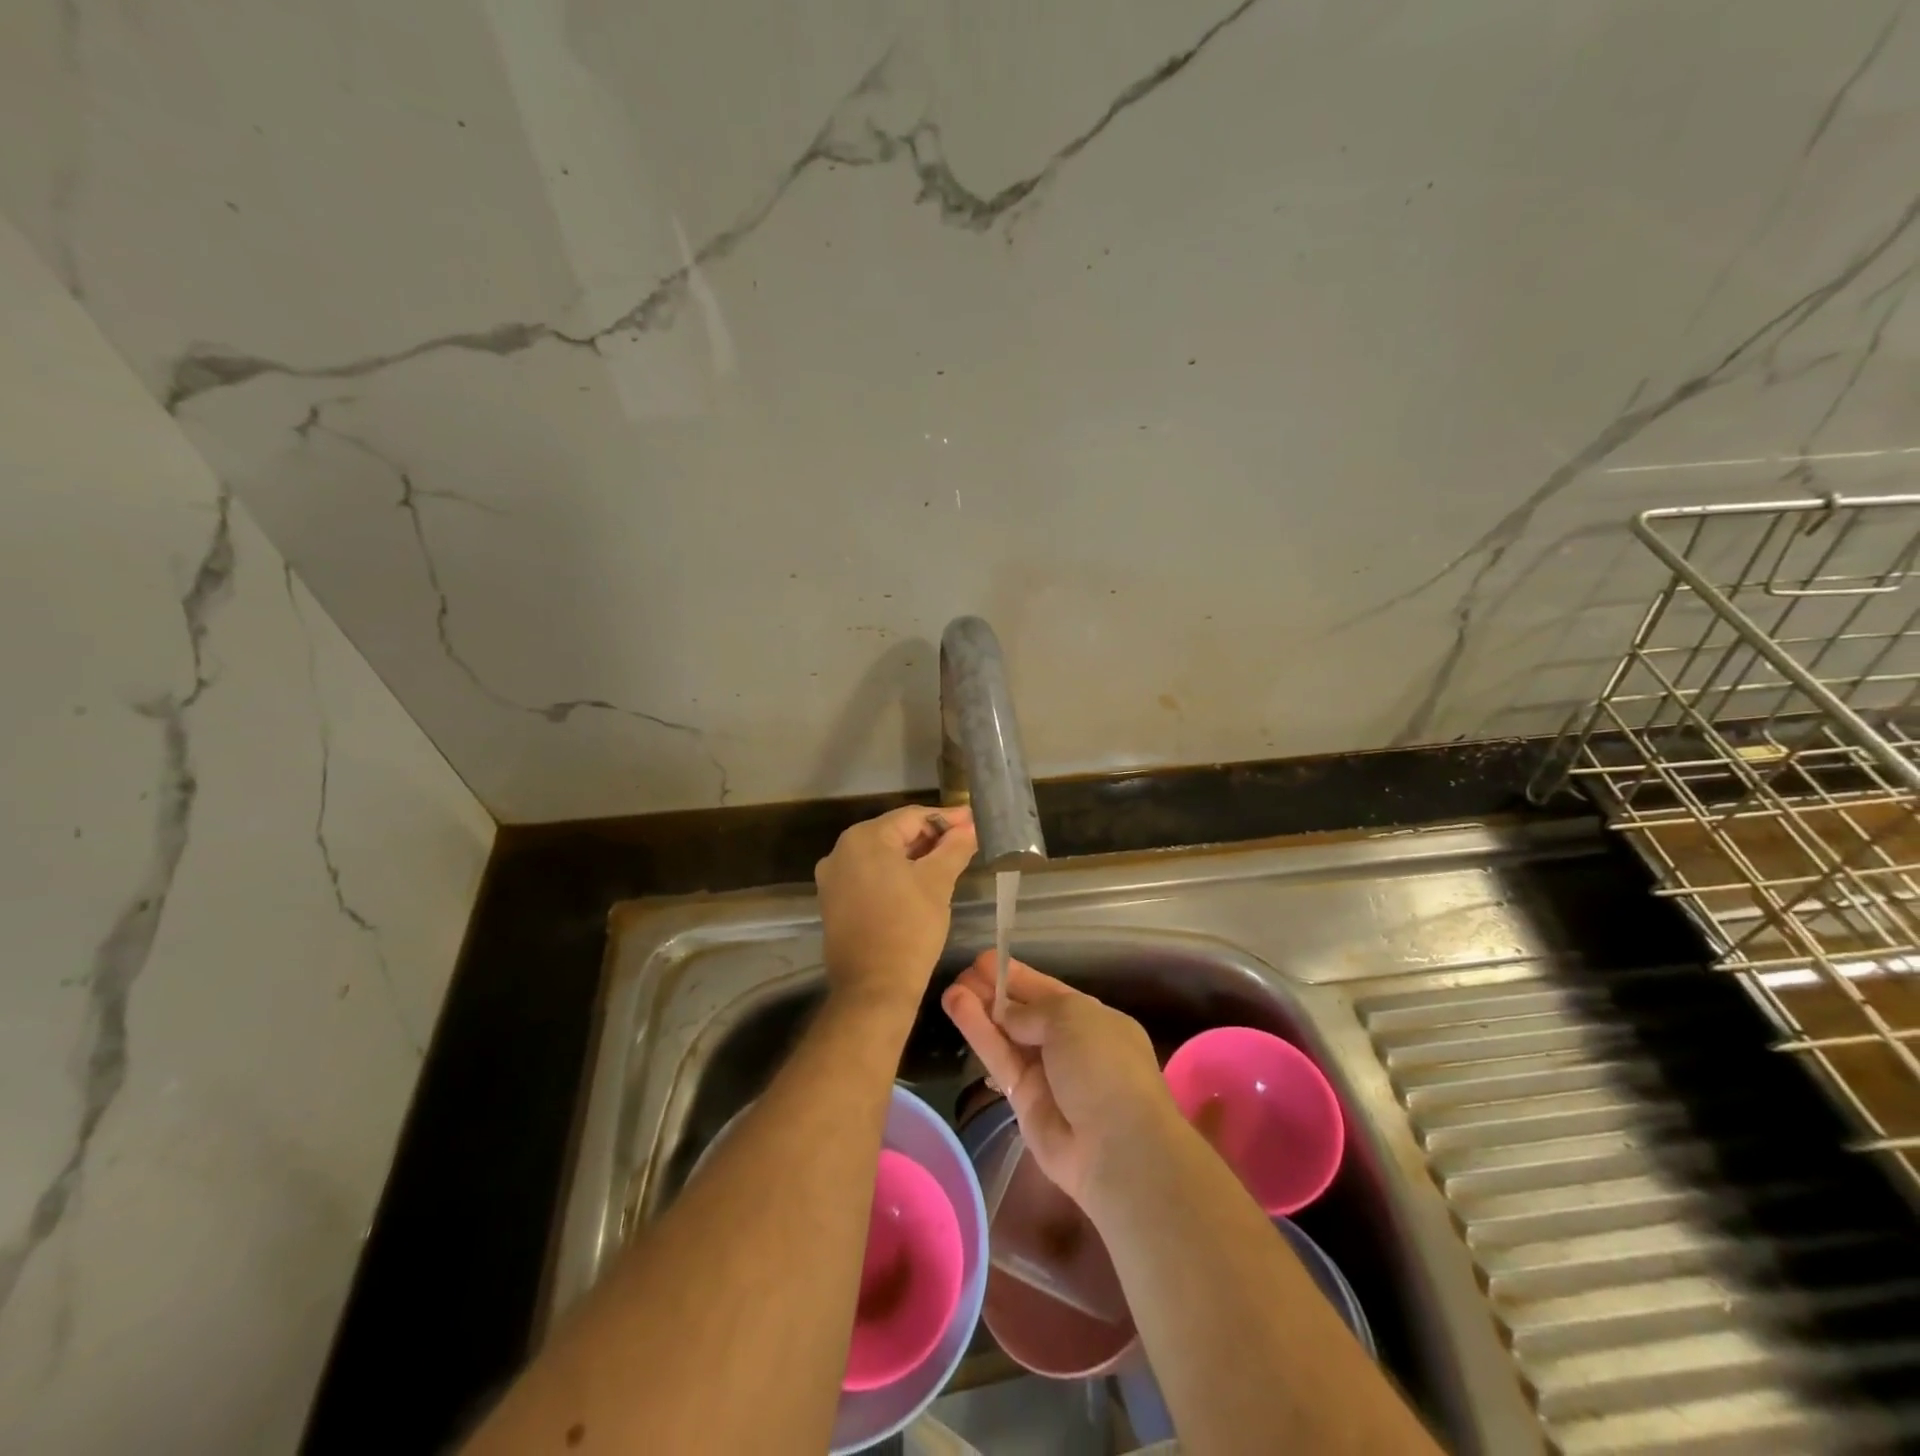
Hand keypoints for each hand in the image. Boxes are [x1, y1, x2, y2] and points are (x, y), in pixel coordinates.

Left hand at [815, 804, 977, 1011]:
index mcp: (864, 839)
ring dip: (914, 856)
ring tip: (948, 861)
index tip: (973, 822)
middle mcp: (840, 851)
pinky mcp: (834, 901)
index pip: (911, 816)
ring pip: (881, 856)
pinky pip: (869, 876)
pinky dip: (894, 874)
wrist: (874, 989)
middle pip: (894, 833)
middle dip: (930, 837)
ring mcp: (833, 878)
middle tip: (965, 841)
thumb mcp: (938, 882)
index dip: (946, 819)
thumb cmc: (909, 928)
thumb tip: (970, 826)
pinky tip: (919, 882)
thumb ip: (955, 847)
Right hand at [942, 954, 1173, 1204]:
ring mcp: (1046, 1074)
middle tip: (963, 973)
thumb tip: (1006, 1013)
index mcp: (1093, 1020)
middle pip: (1024, 1013)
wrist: (1115, 1146)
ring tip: (951, 988)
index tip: (984, 961)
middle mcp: (1069, 1045)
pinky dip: (978, 1033)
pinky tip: (956, 1007)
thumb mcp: (1072, 1017)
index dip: (1017, 976)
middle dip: (995, 992)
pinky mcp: (1022, 1099)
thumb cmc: (1103, 1065)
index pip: (1048, 992)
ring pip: (1007, 1035)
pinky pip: (998, 1058)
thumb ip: (1032, 1010)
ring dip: (980, 1010)